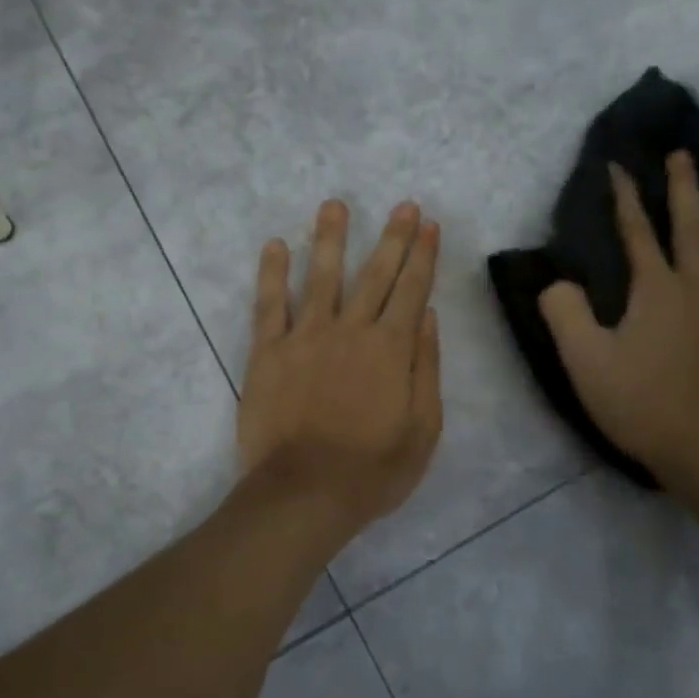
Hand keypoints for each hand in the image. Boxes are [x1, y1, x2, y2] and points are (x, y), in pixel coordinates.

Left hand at [238, 199, 442, 537]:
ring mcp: (305, 337)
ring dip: (330, 239)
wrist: (304, 492)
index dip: (424, 255)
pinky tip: (276, 246)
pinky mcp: (268, 352)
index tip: (430, 225)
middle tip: (403, 205)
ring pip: (321, 277)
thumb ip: (426, 367)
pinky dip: (272, 274)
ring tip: (334, 205)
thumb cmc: (373, 469)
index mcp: (391, 348)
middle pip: (374, 274)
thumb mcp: (423, 428)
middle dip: (392, 237)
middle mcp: (350, 330)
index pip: (413, 289)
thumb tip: (427, 316)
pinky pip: (269, 305)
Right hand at [538, 156, 698, 485]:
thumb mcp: (584, 361)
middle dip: (684, 188)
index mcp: (656, 289)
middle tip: (683, 154)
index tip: (619, 166)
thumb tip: (557, 282)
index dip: (625, 197)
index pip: (636, 232)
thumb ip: (564, 313)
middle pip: (694, 226)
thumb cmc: (640, 403)